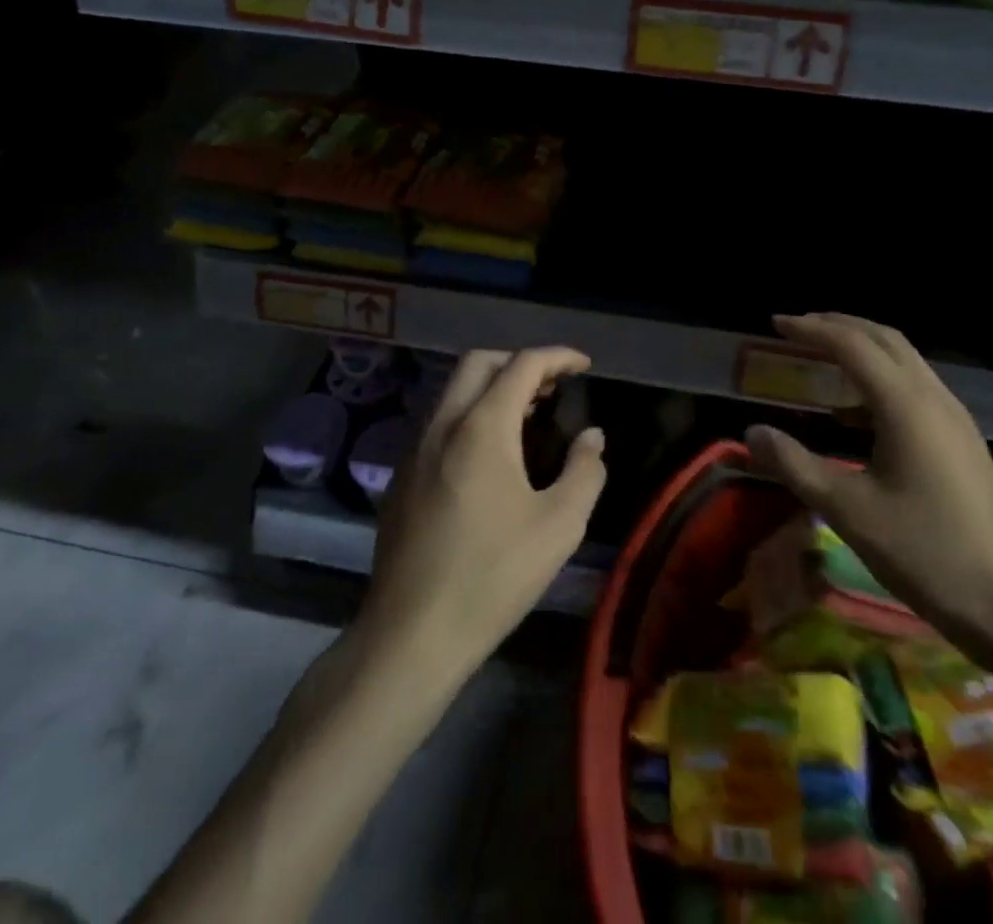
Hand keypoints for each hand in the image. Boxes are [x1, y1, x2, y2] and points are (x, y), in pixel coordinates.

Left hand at [361, 348, 605, 684]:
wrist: (411, 634)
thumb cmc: (493, 576)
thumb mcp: (559, 526)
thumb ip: (585, 471)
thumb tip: (591, 437)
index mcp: (482, 426)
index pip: (523, 365)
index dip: (558, 356)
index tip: (584, 365)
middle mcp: (442, 424)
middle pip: (479, 363)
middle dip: (519, 362)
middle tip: (553, 386)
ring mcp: (414, 449)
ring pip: (453, 391)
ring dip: (492, 387)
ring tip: (528, 416)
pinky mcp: (400, 478)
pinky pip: (439, 423)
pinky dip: (469, 415)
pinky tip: (489, 457)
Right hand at [745, 314, 992, 643]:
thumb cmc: (926, 553)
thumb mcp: (848, 510)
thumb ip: (796, 465)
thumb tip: (752, 432)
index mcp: (906, 405)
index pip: (852, 345)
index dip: (811, 329)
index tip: (775, 324)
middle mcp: (934, 398)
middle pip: (884, 339)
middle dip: (839, 326)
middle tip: (797, 329)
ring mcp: (955, 418)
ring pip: (904, 361)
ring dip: (861, 349)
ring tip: (821, 362)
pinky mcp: (963, 441)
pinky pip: (915, 387)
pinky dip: (879, 379)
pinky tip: (855, 415)